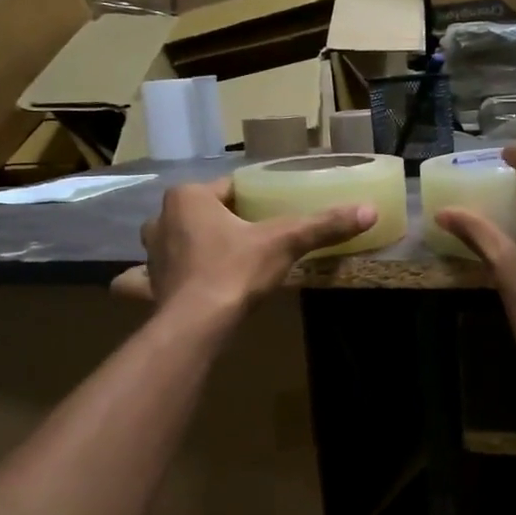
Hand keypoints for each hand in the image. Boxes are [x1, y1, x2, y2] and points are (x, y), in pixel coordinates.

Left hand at [111, 179, 374, 312]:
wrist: (198, 325)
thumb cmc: (236, 270)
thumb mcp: (285, 242)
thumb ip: (323, 225)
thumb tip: (369, 209)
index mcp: (189, 197)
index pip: (229, 189)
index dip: (252, 200)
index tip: (272, 214)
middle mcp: (161, 219)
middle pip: (200, 213)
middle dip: (220, 221)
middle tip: (252, 238)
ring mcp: (150, 255)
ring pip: (172, 241)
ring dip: (187, 246)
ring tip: (217, 260)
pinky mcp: (147, 287)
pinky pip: (146, 278)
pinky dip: (152, 281)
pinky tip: (161, 287)